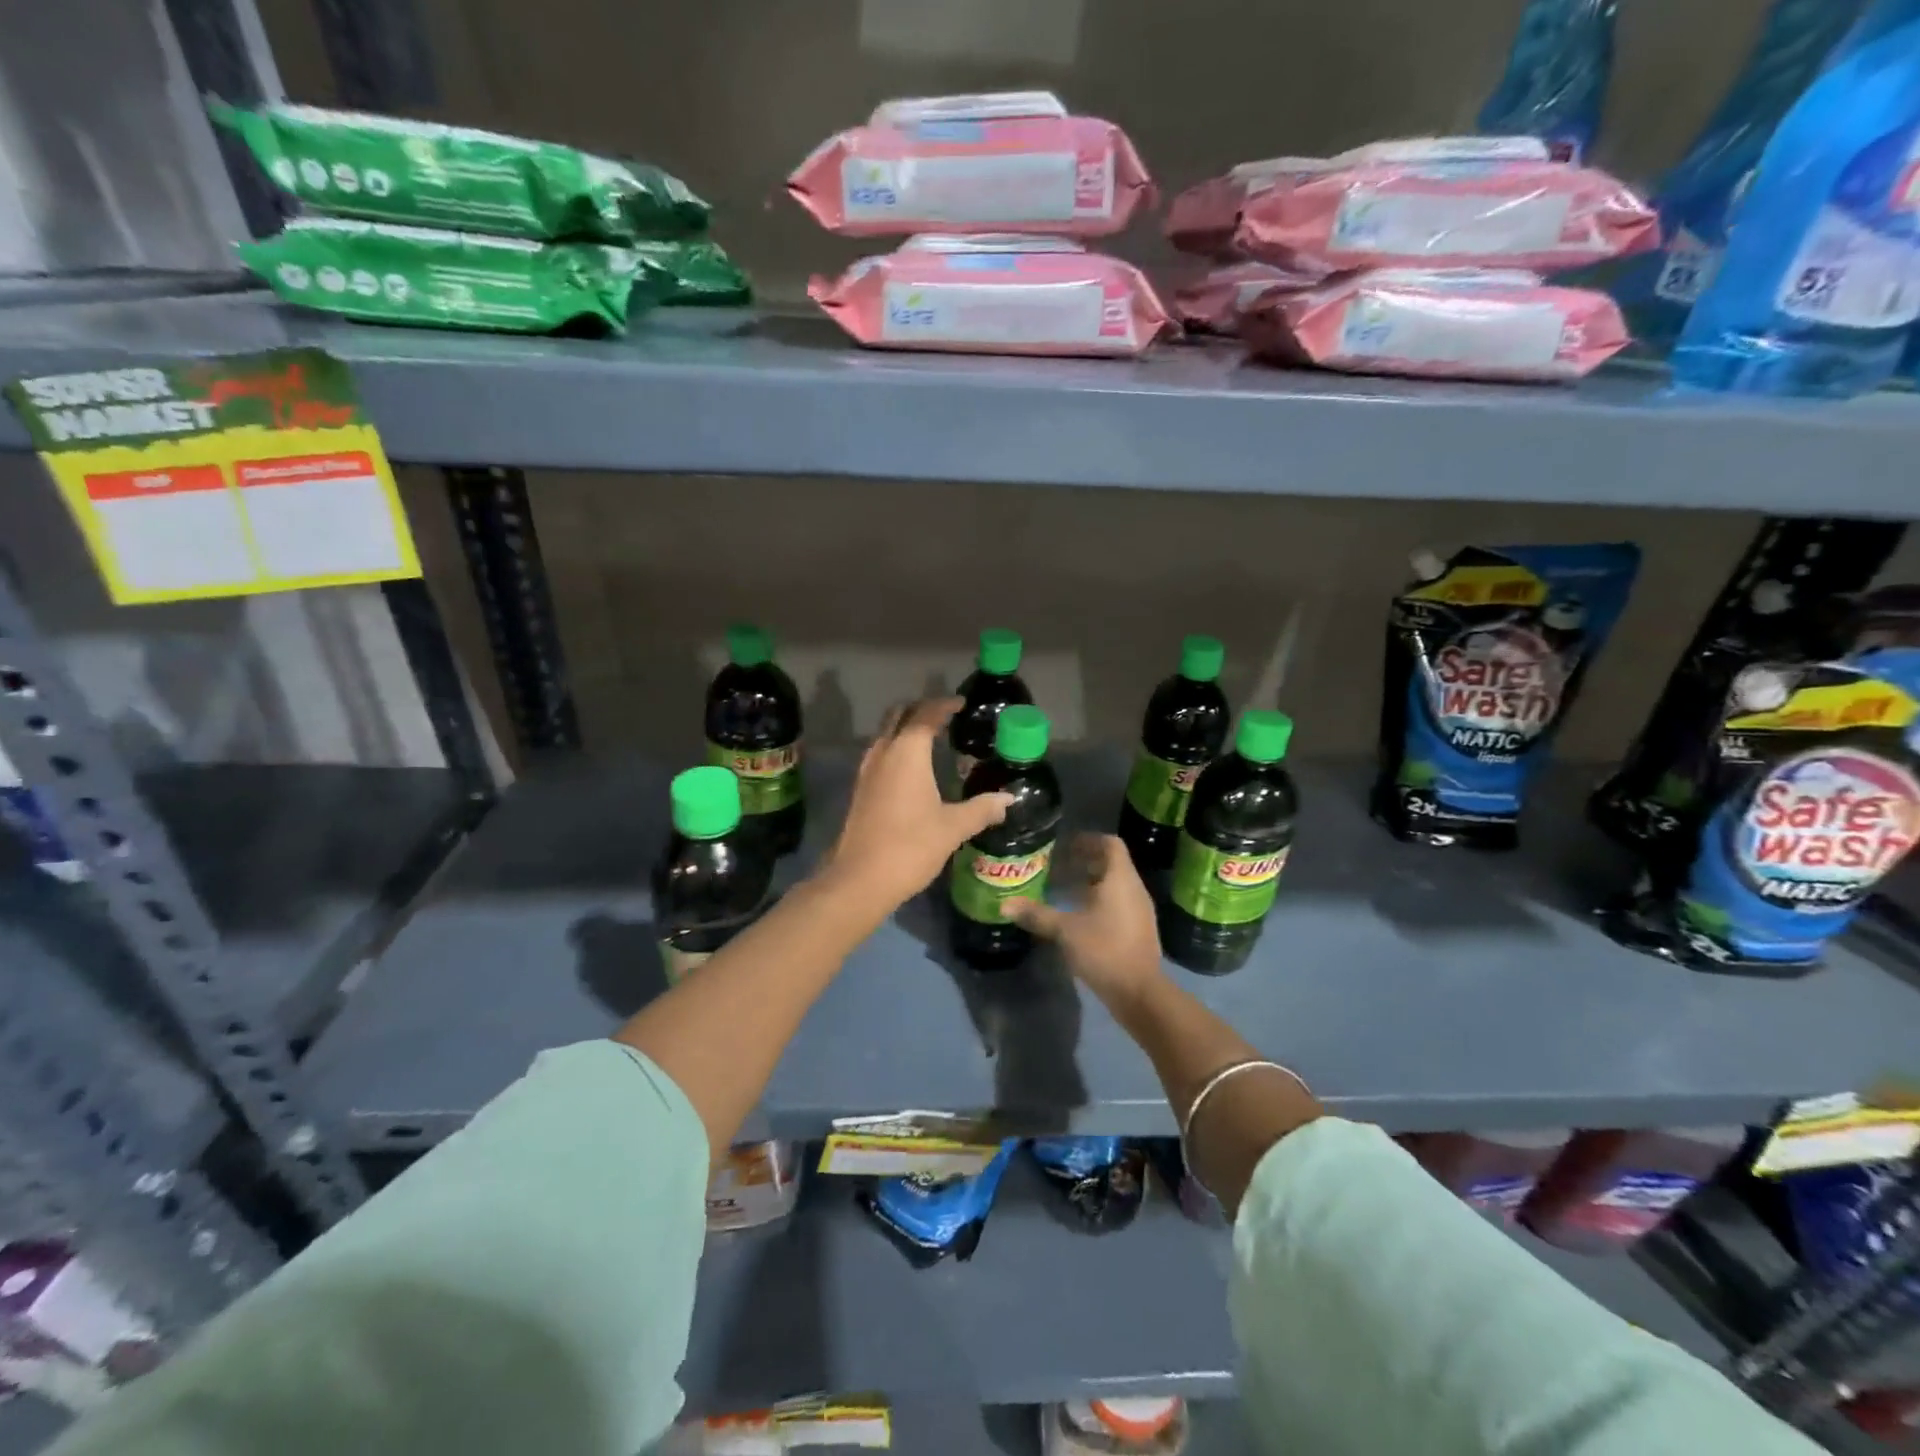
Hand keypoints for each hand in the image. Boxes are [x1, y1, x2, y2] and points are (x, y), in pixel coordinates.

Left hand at [820, 697, 1014, 917]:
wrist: (861, 879)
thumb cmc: (911, 846)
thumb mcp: (953, 827)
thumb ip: (982, 809)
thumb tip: (1008, 799)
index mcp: (907, 752)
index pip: (926, 714)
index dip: (944, 705)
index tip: (961, 704)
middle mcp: (883, 752)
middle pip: (899, 715)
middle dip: (920, 709)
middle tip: (945, 716)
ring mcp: (867, 770)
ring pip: (886, 733)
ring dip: (905, 728)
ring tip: (931, 738)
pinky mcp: (860, 789)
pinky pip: (880, 753)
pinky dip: (896, 747)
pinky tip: (912, 768)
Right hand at [1005, 834, 1165, 1008]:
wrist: (1140, 992)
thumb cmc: (1104, 949)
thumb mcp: (1065, 930)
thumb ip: (1036, 914)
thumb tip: (1005, 904)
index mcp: (1120, 879)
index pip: (1110, 843)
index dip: (1088, 839)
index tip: (1064, 845)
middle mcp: (1134, 888)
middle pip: (1111, 863)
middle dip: (1084, 862)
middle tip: (1056, 866)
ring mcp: (1139, 910)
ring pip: (1114, 885)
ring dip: (1090, 883)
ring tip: (1062, 890)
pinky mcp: (1138, 929)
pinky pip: (1118, 903)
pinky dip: (1098, 901)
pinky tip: (1077, 916)